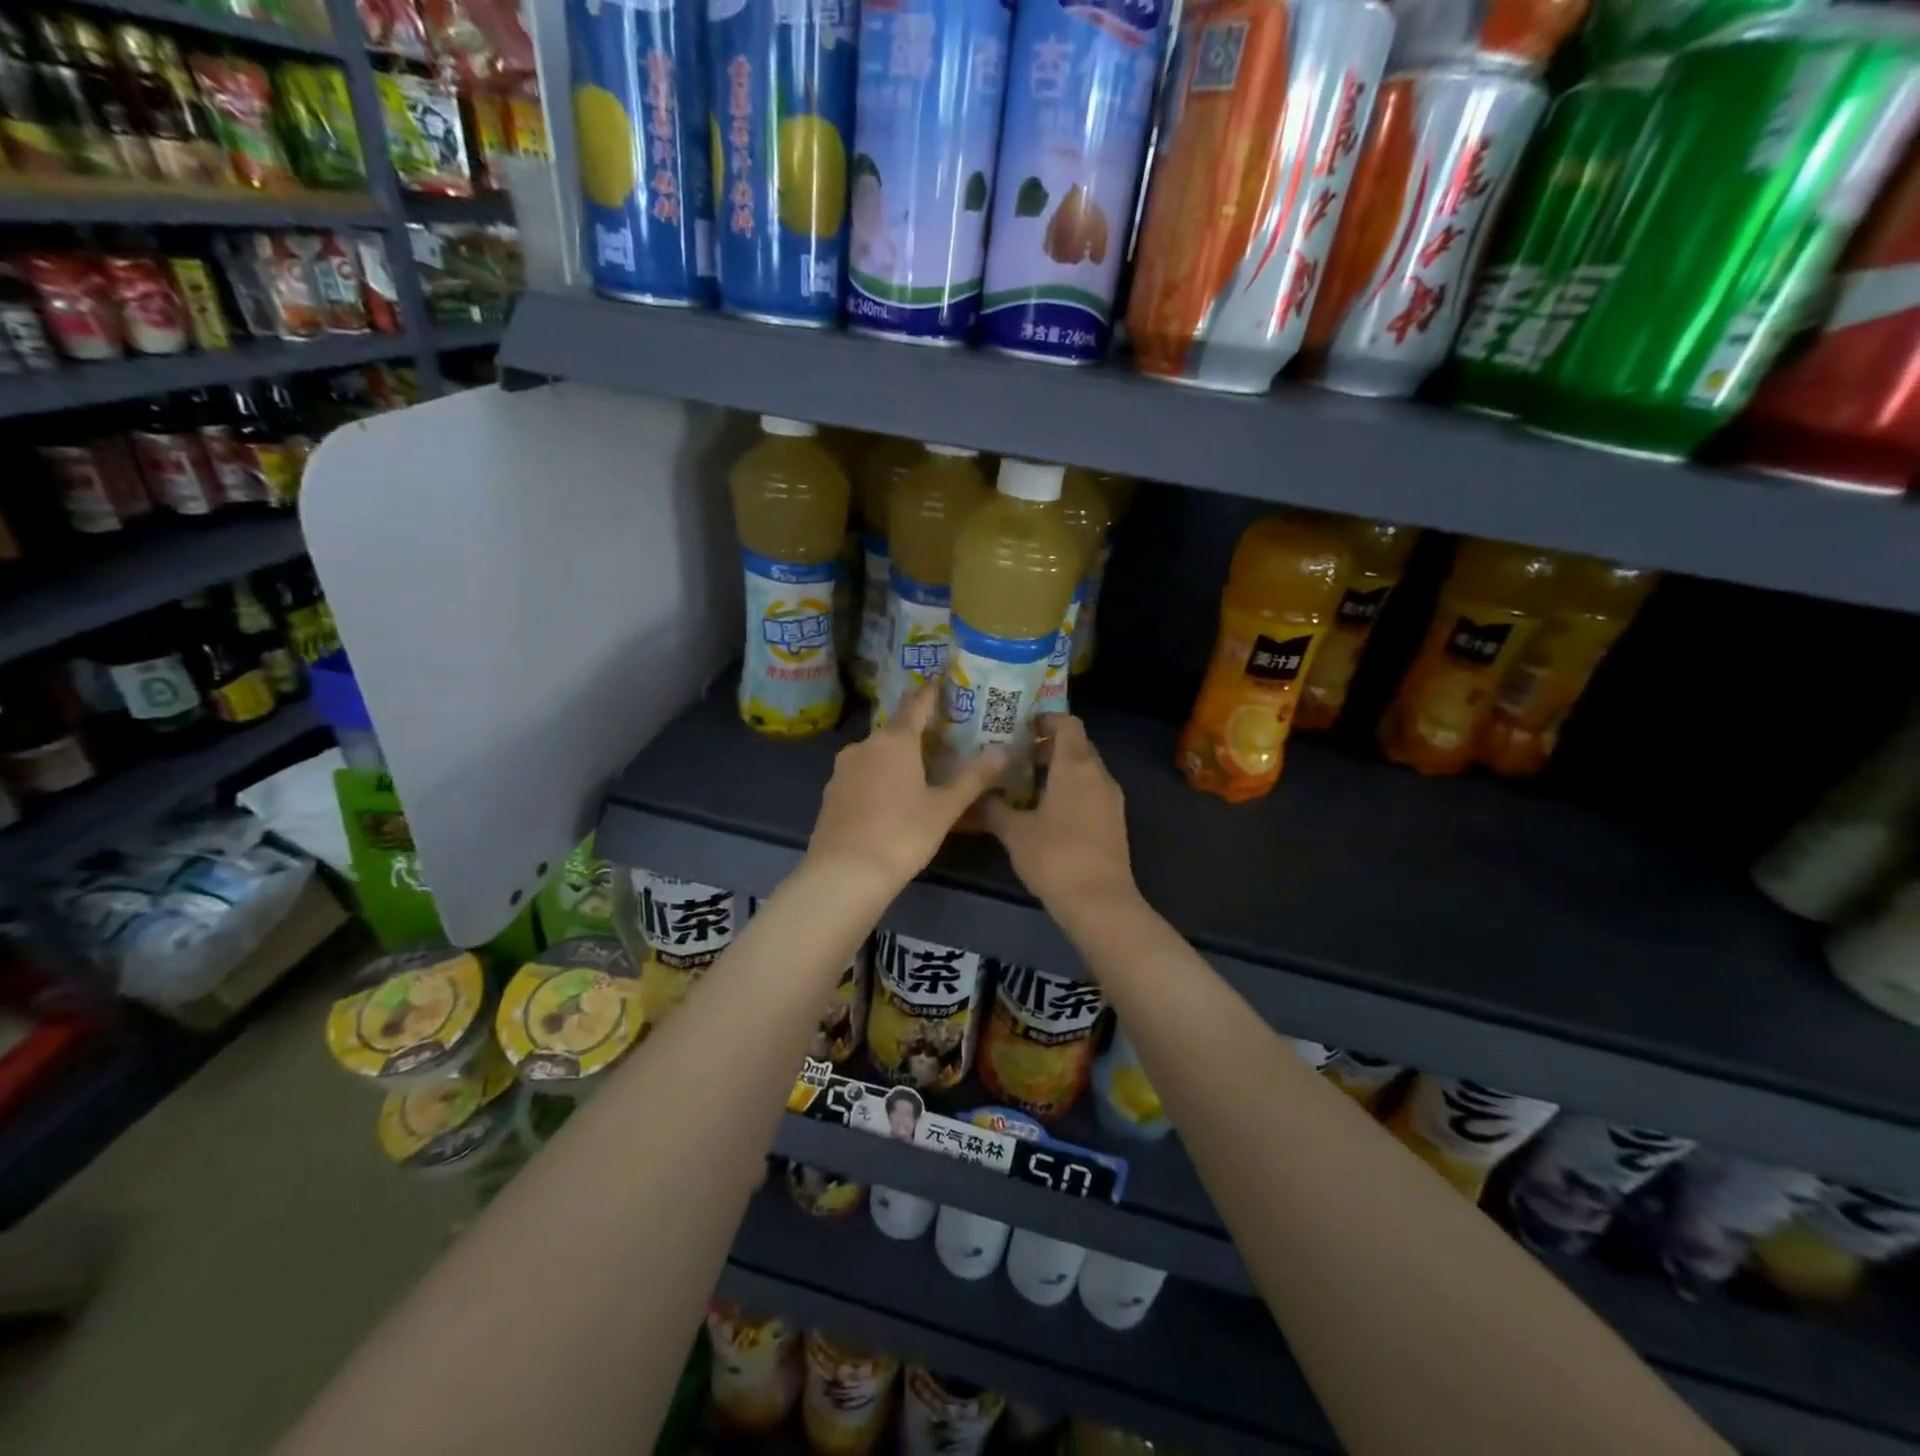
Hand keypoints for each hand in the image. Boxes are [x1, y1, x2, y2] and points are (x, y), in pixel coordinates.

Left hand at [806, 684, 1006, 889]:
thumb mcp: (945, 808)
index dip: (932, 693)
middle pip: (895, 729)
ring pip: (876, 752)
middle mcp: (864, 745)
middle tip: (943, 736)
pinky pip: (862, 774)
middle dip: (918, 730)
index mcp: (894, 740)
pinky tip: (892, 795)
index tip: (944, 683)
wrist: (844, 874)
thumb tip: (1004, 751)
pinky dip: (879, 776)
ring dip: (897, 755)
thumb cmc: (902, 835)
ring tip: (920, 768)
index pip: (916, 704)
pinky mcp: (831, 793)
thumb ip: (974, 778)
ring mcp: (843, 769)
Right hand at [983, 715, 1137, 913]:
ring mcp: (1111, 800)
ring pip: (1086, 771)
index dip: (1047, 719)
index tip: (1023, 726)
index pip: (1068, 724)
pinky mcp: (1115, 822)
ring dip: (1060, 770)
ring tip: (1027, 785)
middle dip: (1049, 746)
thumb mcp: (1015, 832)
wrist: (1099, 901)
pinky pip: (1092, 792)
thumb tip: (974, 796)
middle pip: (1078, 746)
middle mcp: (1099, 775)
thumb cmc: (1055, 856)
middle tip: (1018, 756)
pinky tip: (1047, 812)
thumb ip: (993, 808)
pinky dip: (1072, 791)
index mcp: (1076, 766)